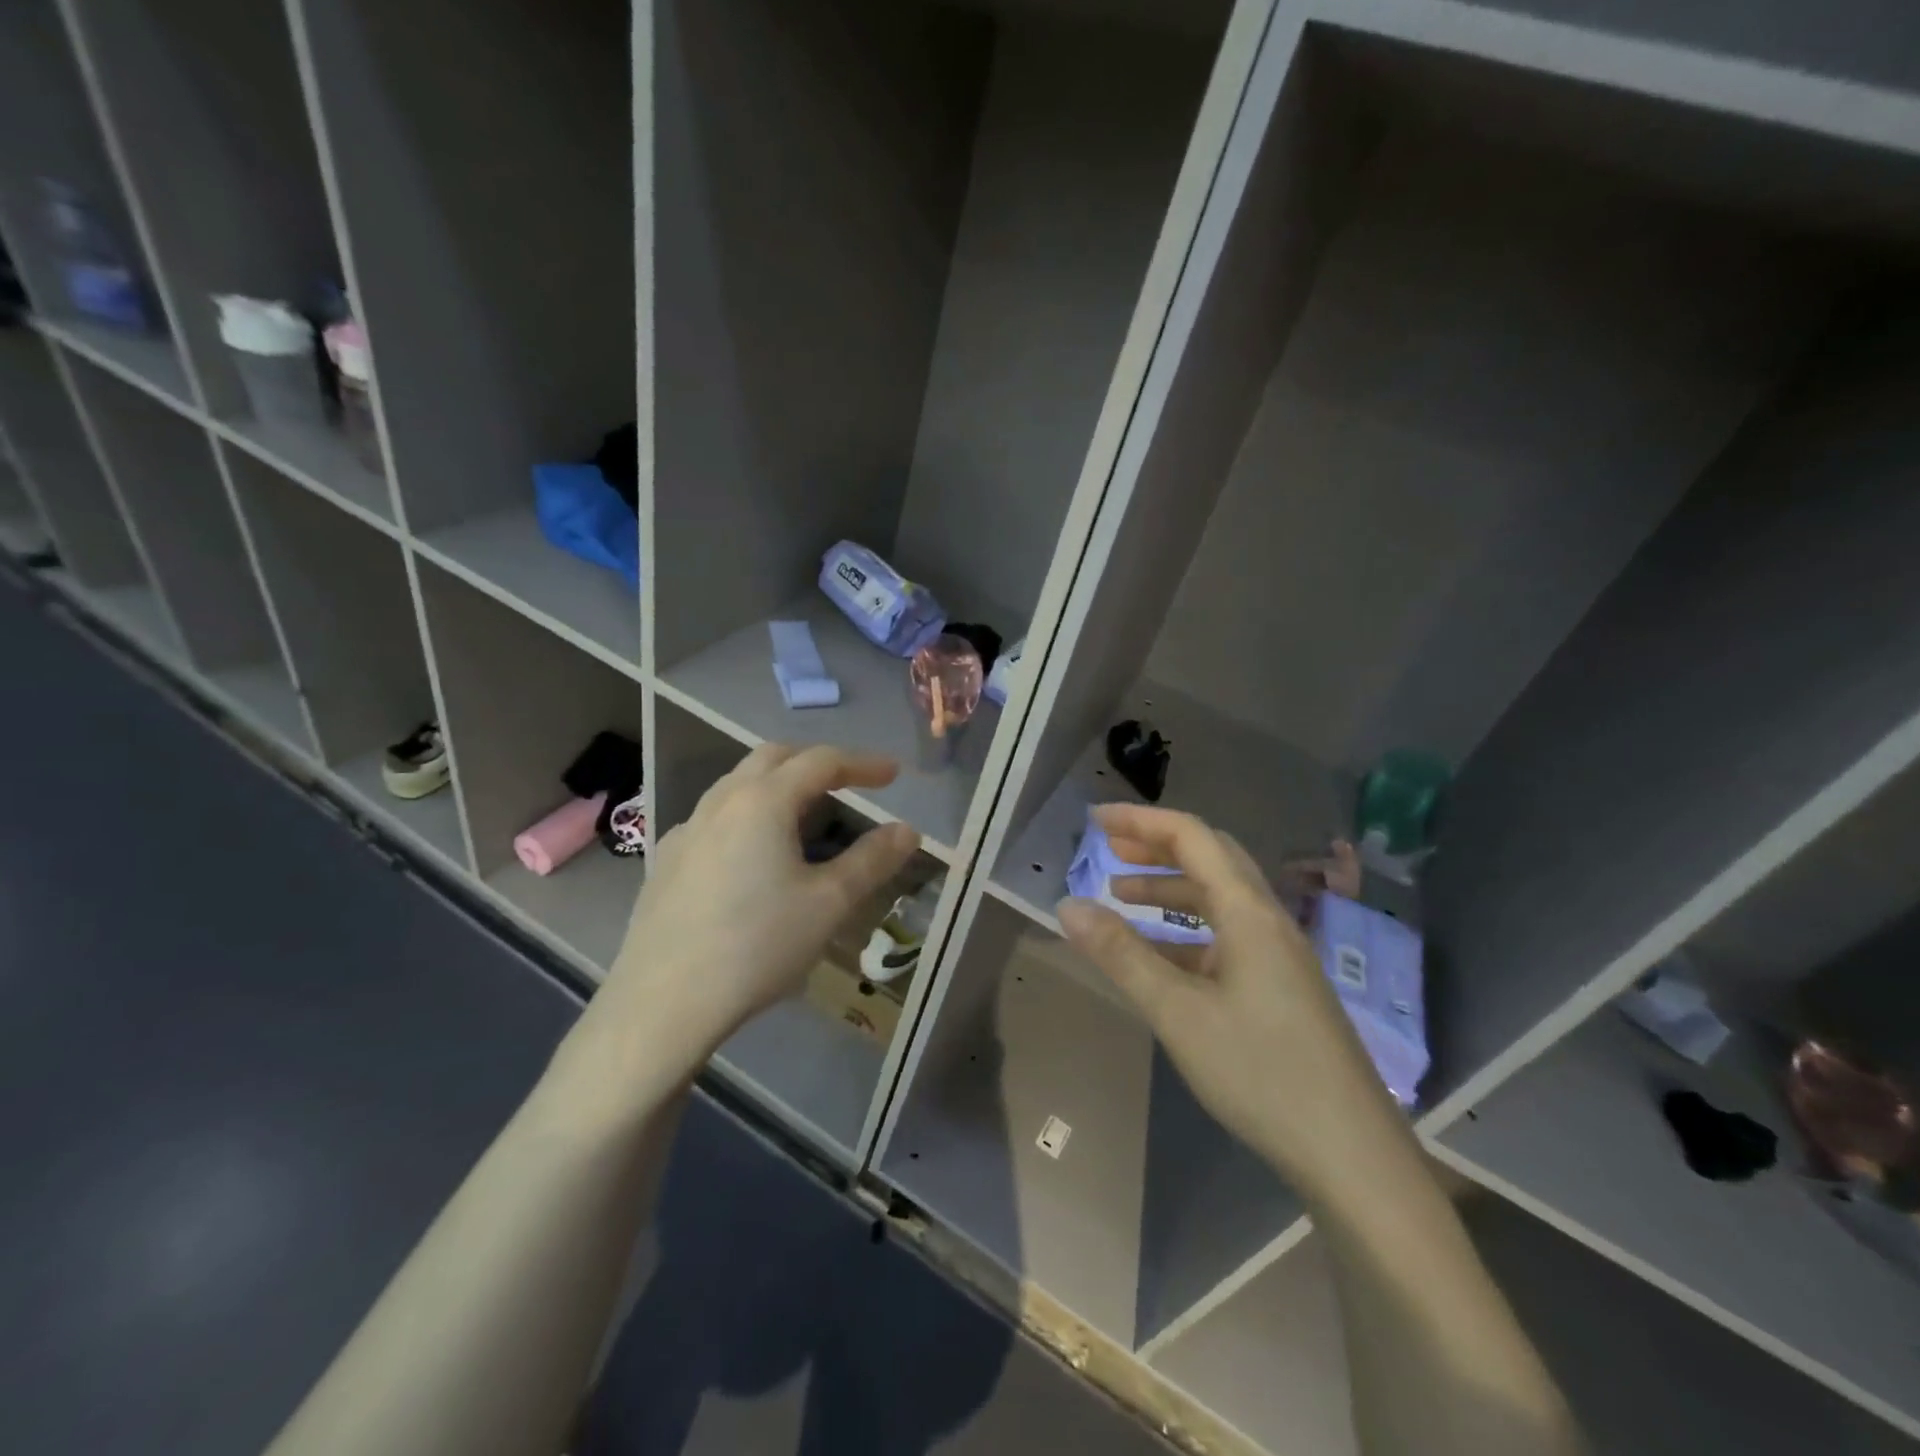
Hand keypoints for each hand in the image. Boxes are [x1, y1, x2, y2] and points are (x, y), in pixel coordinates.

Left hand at [554, 744, 920, 1107]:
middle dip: (815, 763)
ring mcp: (686, 831)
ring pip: (737, 785)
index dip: (863, 764)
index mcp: (763, 802)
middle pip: (773, 759)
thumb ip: (872, 860)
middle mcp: (720, 803)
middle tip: (848, 783)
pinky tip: (750, 856)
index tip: (893, 776)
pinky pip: (713, 819)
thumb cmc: (757, 947)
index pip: (821, 761)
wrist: (663, 1003)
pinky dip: (745, 816)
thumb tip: (907, 830)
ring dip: (777, 786)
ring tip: (803, 816)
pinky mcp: (665, 862)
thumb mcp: (828, 904)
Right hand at [1057, 804, 1406, 1199]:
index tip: (1095, 819)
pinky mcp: (1280, 988)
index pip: (1193, 838)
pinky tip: (1158, 957)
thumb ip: (1121, 955)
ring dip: (1170, 890)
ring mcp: (1279, 956)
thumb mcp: (1178, 1012)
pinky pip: (1226, 938)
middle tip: (1109, 850)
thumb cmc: (1261, 1072)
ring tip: (1120, 897)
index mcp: (1249, 912)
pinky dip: (1186, 932)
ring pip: (1219, 900)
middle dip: (1157, 848)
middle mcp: (1268, 921)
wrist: (1350, 1154)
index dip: (1142, 821)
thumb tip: (1068, 905)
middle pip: (1211, 860)